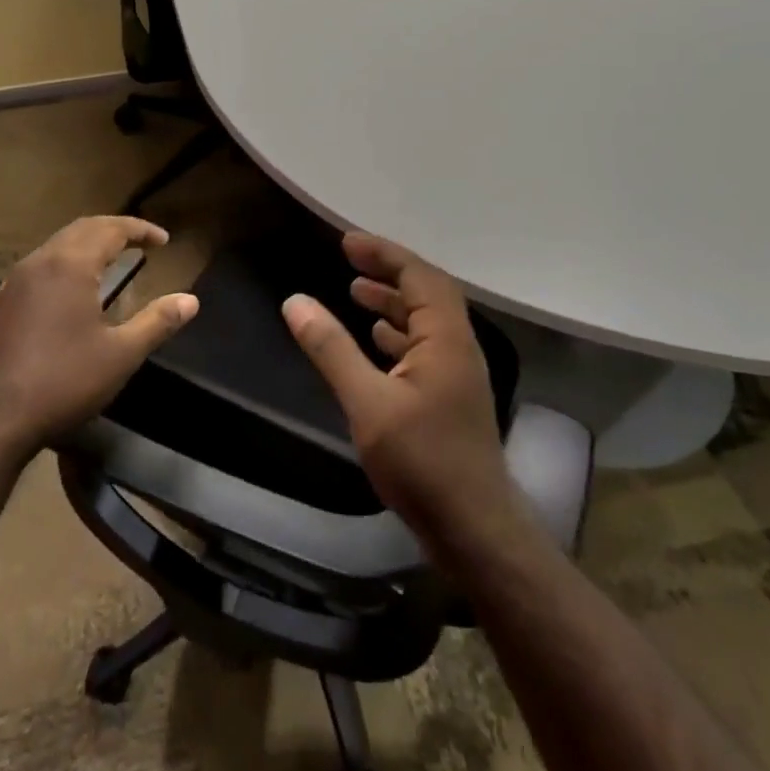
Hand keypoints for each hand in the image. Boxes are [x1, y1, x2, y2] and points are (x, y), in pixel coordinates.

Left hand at [0, 216, 198, 457]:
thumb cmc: (61, 382)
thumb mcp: (120, 355)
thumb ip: (157, 322)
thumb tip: (191, 300)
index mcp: (70, 265)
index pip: (110, 229)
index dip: (140, 230)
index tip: (164, 240)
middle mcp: (38, 263)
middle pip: (80, 229)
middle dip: (113, 230)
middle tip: (140, 242)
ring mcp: (12, 283)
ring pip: (55, 247)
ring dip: (86, 245)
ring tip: (110, 260)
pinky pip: (38, 268)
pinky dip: (64, 264)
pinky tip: (69, 292)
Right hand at [282, 232, 513, 541]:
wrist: (473, 529)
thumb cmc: (422, 462)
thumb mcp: (367, 403)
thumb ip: (331, 349)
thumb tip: (295, 302)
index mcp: (447, 339)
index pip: (419, 276)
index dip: (384, 253)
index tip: (346, 242)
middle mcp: (459, 348)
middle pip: (427, 293)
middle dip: (389, 271)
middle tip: (349, 259)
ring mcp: (457, 375)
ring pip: (426, 322)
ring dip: (393, 302)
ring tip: (356, 291)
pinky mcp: (450, 399)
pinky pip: (425, 348)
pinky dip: (398, 334)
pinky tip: (376, 341)